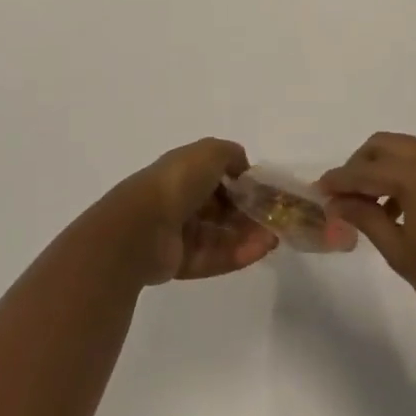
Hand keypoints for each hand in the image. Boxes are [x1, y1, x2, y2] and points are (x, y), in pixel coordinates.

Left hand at [104, 138, 278, 286]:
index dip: (243, 184)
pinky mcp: (180, 262)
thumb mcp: (210, 152)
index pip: (218, 177)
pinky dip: (238, 254)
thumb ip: (232, 155)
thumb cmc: (178, 182)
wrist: (141, 227)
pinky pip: (214, 257)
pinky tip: (260, 250)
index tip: (266, 192)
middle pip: (221, 209)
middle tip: (274, 219)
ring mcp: (179, 233)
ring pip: (220, 234)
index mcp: (184, 171)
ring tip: (273, 238)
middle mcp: (180, 200)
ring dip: (248, 235)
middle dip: (249, 213)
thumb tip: (244, 169)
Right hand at [320, 133, 415, 340]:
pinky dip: (407, 172)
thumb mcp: (401, 252)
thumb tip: (336, 202)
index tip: (318, 191)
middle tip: (343, 195)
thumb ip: (365, 218)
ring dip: (383, 168)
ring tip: (369, 205)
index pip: (366, 170)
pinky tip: (400, 206)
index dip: (339, 180)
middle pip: (384, 145)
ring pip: (406, 148)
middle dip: (359, 165)